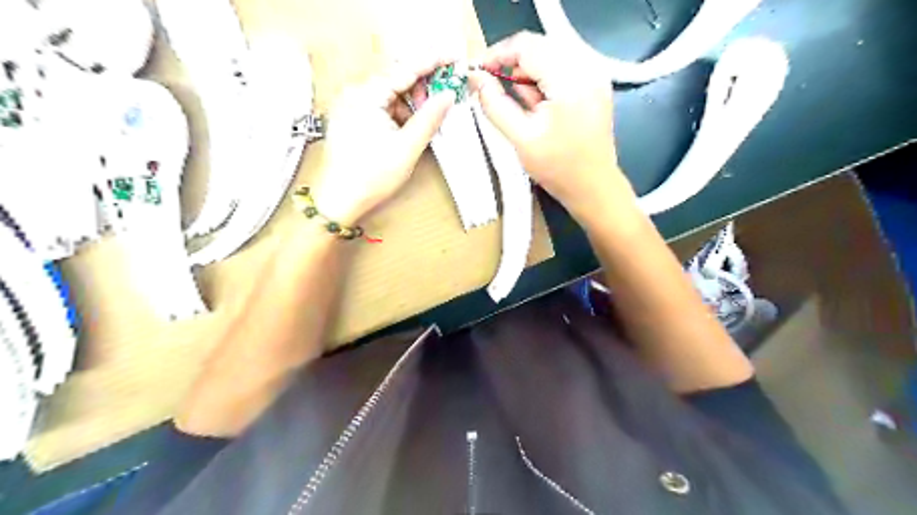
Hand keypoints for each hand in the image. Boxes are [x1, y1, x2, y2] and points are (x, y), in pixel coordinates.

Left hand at [310, 56, 455, 224]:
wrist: (338, 200)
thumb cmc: (371, 177)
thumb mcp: (407, 148)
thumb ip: (429, 118)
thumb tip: (448, 96)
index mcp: (366, 95)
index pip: (405, 68)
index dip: (433, 62)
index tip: (453, 58)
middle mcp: (354, 92)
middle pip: (395, 77)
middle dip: (421, 87)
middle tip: (441, 100)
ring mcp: (349, 103)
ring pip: (388, 92)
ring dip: (409, 102)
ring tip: (422, 122)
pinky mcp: (349, 116)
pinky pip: (379, 104)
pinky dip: (396, 112)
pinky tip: (405, 128)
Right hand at [468, 33, 634, 223]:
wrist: (593, 187)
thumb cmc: (558, 168)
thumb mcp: (521, 138)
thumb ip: (495, 104)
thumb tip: (475, 79)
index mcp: (570, 81)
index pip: (527, 46)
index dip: (497, 54)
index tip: (477, 72)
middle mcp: (588, 68)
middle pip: (539, 46)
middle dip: (511, 64)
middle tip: (492, 88)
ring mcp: (594, 74)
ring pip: (549, 55)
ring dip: (527, 74)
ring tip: (521, 106)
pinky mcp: (594, 84)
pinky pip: (561, 67)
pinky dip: (542, 80)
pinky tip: (538, 105)